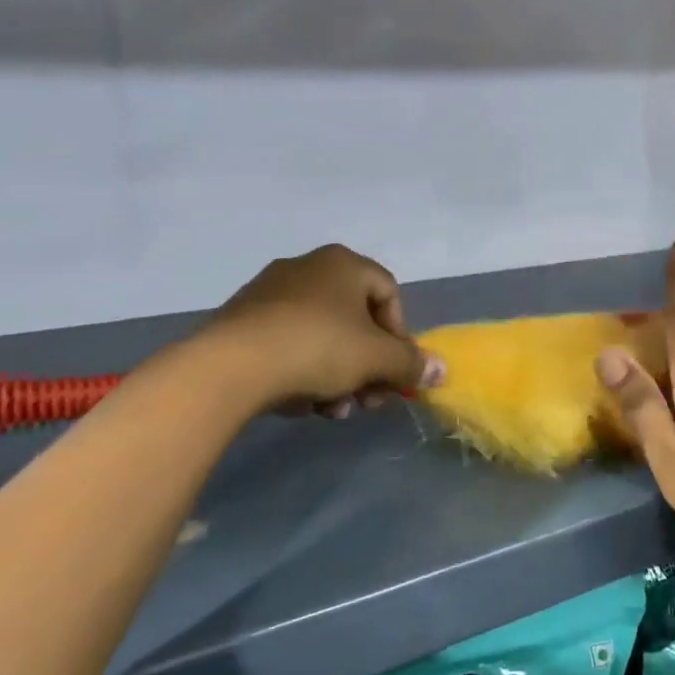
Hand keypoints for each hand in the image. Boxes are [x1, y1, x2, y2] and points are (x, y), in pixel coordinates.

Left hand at [213, 244, 444, 416]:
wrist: (232, 365)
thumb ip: (412, 363)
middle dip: (367, 366)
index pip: (390, 294)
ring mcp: (270, 292)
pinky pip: (288, 344)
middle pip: (355, 320)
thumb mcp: (377, 359)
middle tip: (366, 400)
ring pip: (322, 337)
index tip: (394, 372)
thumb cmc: (318, 347)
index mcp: (343, 263)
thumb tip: (442, 371)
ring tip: (330, 410)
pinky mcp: (242, 320)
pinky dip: (302, 372)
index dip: (400, 336)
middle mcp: (307, 268)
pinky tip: (299, 402)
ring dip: (337, 376)